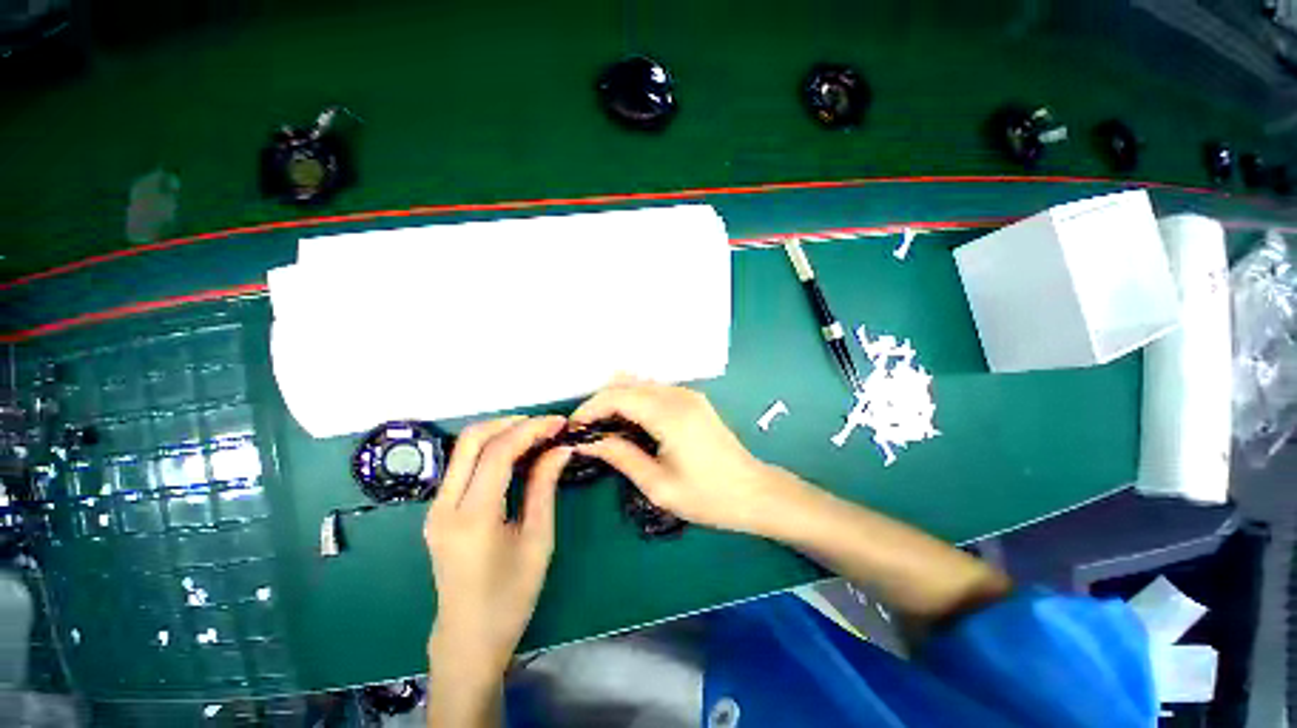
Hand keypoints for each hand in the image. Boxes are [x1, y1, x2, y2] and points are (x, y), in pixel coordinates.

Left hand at [424, 415, 570, 680]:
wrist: (468, 638)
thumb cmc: (511, 595)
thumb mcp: (538, 539)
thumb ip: (544, 486)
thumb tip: (561, 448)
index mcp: (472, 518)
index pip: (498, 452)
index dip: (531, 430)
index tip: (559, 423)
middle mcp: (444, 506)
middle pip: (471, 440)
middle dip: (511, 422)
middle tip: (546, 424)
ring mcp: (436, 508)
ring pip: (464, 448)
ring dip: (501, 432)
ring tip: (536, 434)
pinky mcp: (439, 511)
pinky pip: (464, 465)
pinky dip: (491, 449)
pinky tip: (517, 454)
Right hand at [571, 381, 804, 535]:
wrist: (754, 491)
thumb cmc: (708, 497)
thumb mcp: (659, 486)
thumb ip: (622, 457)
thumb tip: (590, 442)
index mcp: (668, 414)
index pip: (616, 396)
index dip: (589, 409)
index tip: (572, 429)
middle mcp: (677, 394)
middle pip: (625, 384)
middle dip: (599, 403)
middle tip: (585, 432)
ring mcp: (687, 394)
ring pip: (639, 384)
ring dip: (617, 400)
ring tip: (603, 429)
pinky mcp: (692, 399)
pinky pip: (653, 391)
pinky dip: (634, 401)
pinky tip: (630, 425)